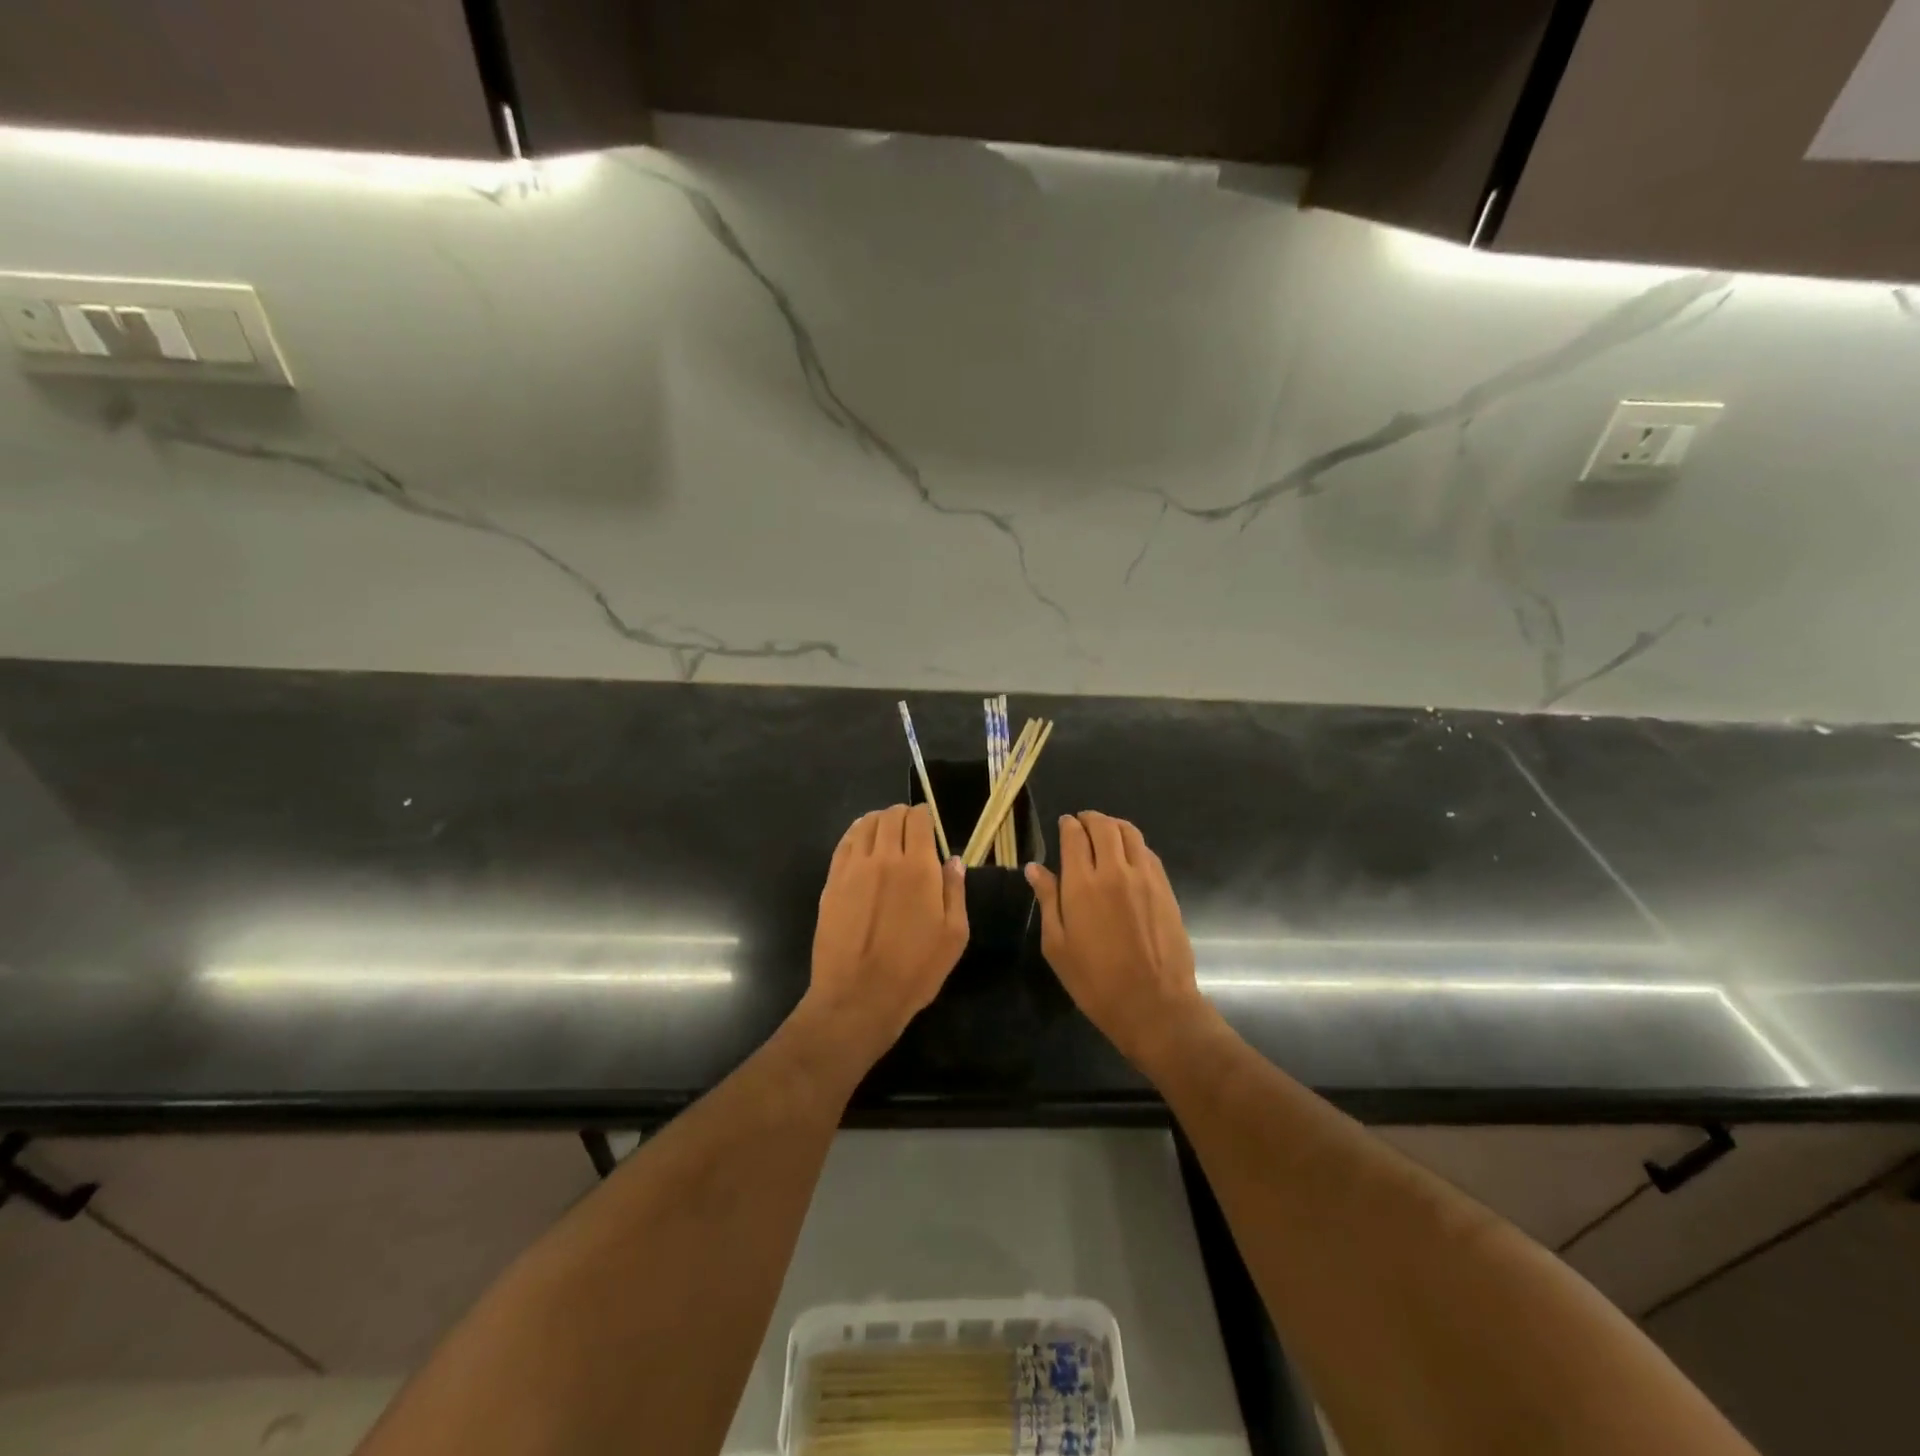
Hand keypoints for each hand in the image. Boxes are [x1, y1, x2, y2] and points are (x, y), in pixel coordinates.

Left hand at [806, 805, 968, 1062]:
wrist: (858, 996)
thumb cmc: (915, 970)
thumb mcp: (954, 935)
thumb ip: (954, 891)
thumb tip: (953, 860)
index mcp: (918, 867)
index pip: (918, 819)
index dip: (925, 816)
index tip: (929, 826)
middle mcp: (884, 858)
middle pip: (890, 816)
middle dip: (903, 815)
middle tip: (910, 829)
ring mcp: (853, 868)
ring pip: (865, 824)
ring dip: (879, 821)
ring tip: (886, 832)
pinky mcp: (832, 882)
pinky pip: (844, 843)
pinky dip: (856, 834)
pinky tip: (862, 842)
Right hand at [1026, 813, 1216, 1071]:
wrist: (1154, 1005)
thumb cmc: (1095, 981)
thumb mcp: (1057, 946)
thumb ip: (1047, 901)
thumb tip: (1034, 868)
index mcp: (1082, 884)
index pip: (1074, 836)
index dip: (1068, 825)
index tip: (1064, 825)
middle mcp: (1114, 871)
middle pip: (1104, 826)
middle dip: (1090, 819)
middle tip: (1082, 824)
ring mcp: (1144, 878)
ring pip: (1130, 833)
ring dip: (1114, 826)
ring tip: (1105, 833)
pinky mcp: (1165, 888)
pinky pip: (1148, 852)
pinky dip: (1134, 844)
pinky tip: (1128, 855)